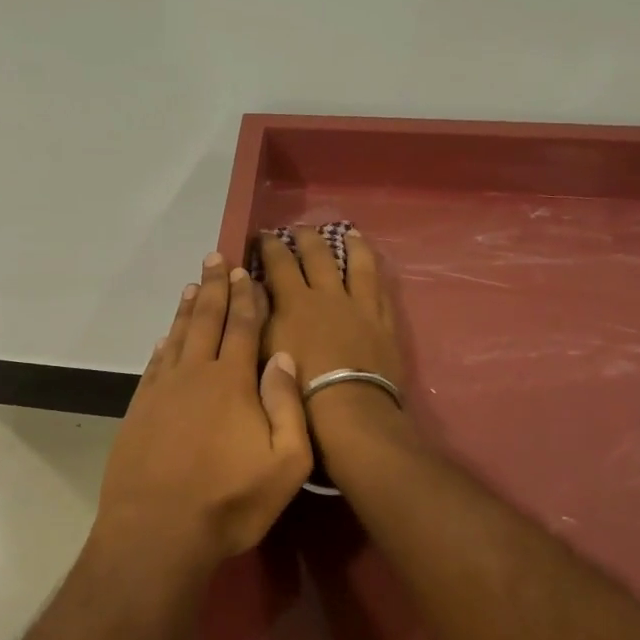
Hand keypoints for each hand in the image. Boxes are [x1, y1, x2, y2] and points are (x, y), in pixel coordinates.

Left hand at [95, 253, 312, 574]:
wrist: (157, 529)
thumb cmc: (229, 501)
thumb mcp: (284, 463)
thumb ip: (287, 405)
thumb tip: (282, 356)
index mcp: (232, 382)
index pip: (242, 327)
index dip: (245, 297)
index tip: (245, 272)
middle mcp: (195, 374)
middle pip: (206, 320)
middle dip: (214, 288)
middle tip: (215, 258)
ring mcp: (162, 390)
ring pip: (177, 337)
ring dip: (186, 309)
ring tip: (192, 285)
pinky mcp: (139, 409)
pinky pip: (154, 364)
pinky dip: (162, 344)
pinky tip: (165, 338)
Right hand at [258, 226, 408, 438]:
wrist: (348, 411)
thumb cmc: (298, 388)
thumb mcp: (264, 351)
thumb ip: (259, 317)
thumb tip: (255, 289)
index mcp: (295, 301)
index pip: (279, 263)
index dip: (269, 246)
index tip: (263, 235)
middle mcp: (328, 295)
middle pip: (318, 256)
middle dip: (306, 238)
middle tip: (300, 228)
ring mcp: (360, 307)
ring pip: (358, 265)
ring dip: (352, 246)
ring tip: (349, 232)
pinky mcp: (383, 324)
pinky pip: (381, 290)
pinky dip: (376, 274)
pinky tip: (375, 268)